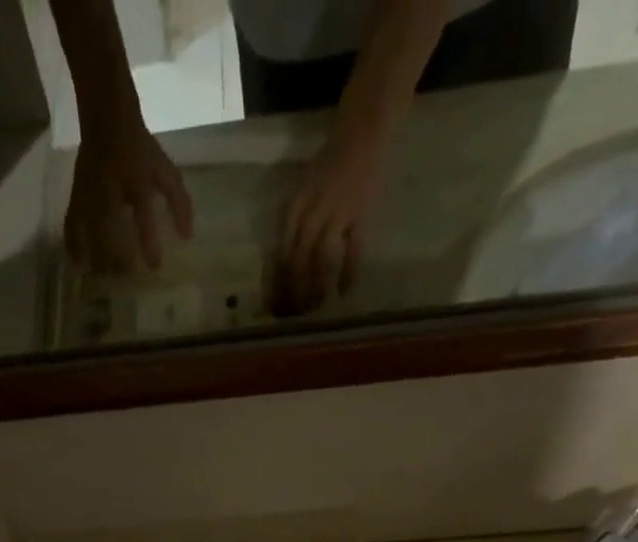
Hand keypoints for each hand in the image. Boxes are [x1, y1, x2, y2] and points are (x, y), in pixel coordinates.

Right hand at [65, 116, 194, 272]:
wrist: (106, 117)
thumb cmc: (141, 150)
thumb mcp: (165, 169)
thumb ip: (178, 202)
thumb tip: (186, 237)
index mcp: (135, 177)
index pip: (142, 211)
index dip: (148, 240)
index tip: (154, 266)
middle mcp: (109, 185)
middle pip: (108, 226)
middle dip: (115, 254)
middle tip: (125, 276)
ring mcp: (89, 190)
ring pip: (88, 228)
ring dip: (95, 255)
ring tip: (103, 277)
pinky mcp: (76, 194)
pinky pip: (71, 223)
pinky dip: (73, 244)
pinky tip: (78, 263)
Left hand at [269, 130, 385, 315]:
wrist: (363, 131)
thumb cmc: (330, 163)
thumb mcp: (302, 190)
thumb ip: (293, 221)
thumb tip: (283, 262)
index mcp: (294, 207)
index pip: (280, 253)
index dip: (277, 282)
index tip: (274, 305)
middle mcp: (312, 212)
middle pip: (297, 261)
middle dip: (293, 292)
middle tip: (293, 314)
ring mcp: (338, 214)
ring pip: (320, 261)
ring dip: (316, 288)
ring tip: (314, 308)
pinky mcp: (361, 215)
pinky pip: (353, 252)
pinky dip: (348, 274)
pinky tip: (344, 293)